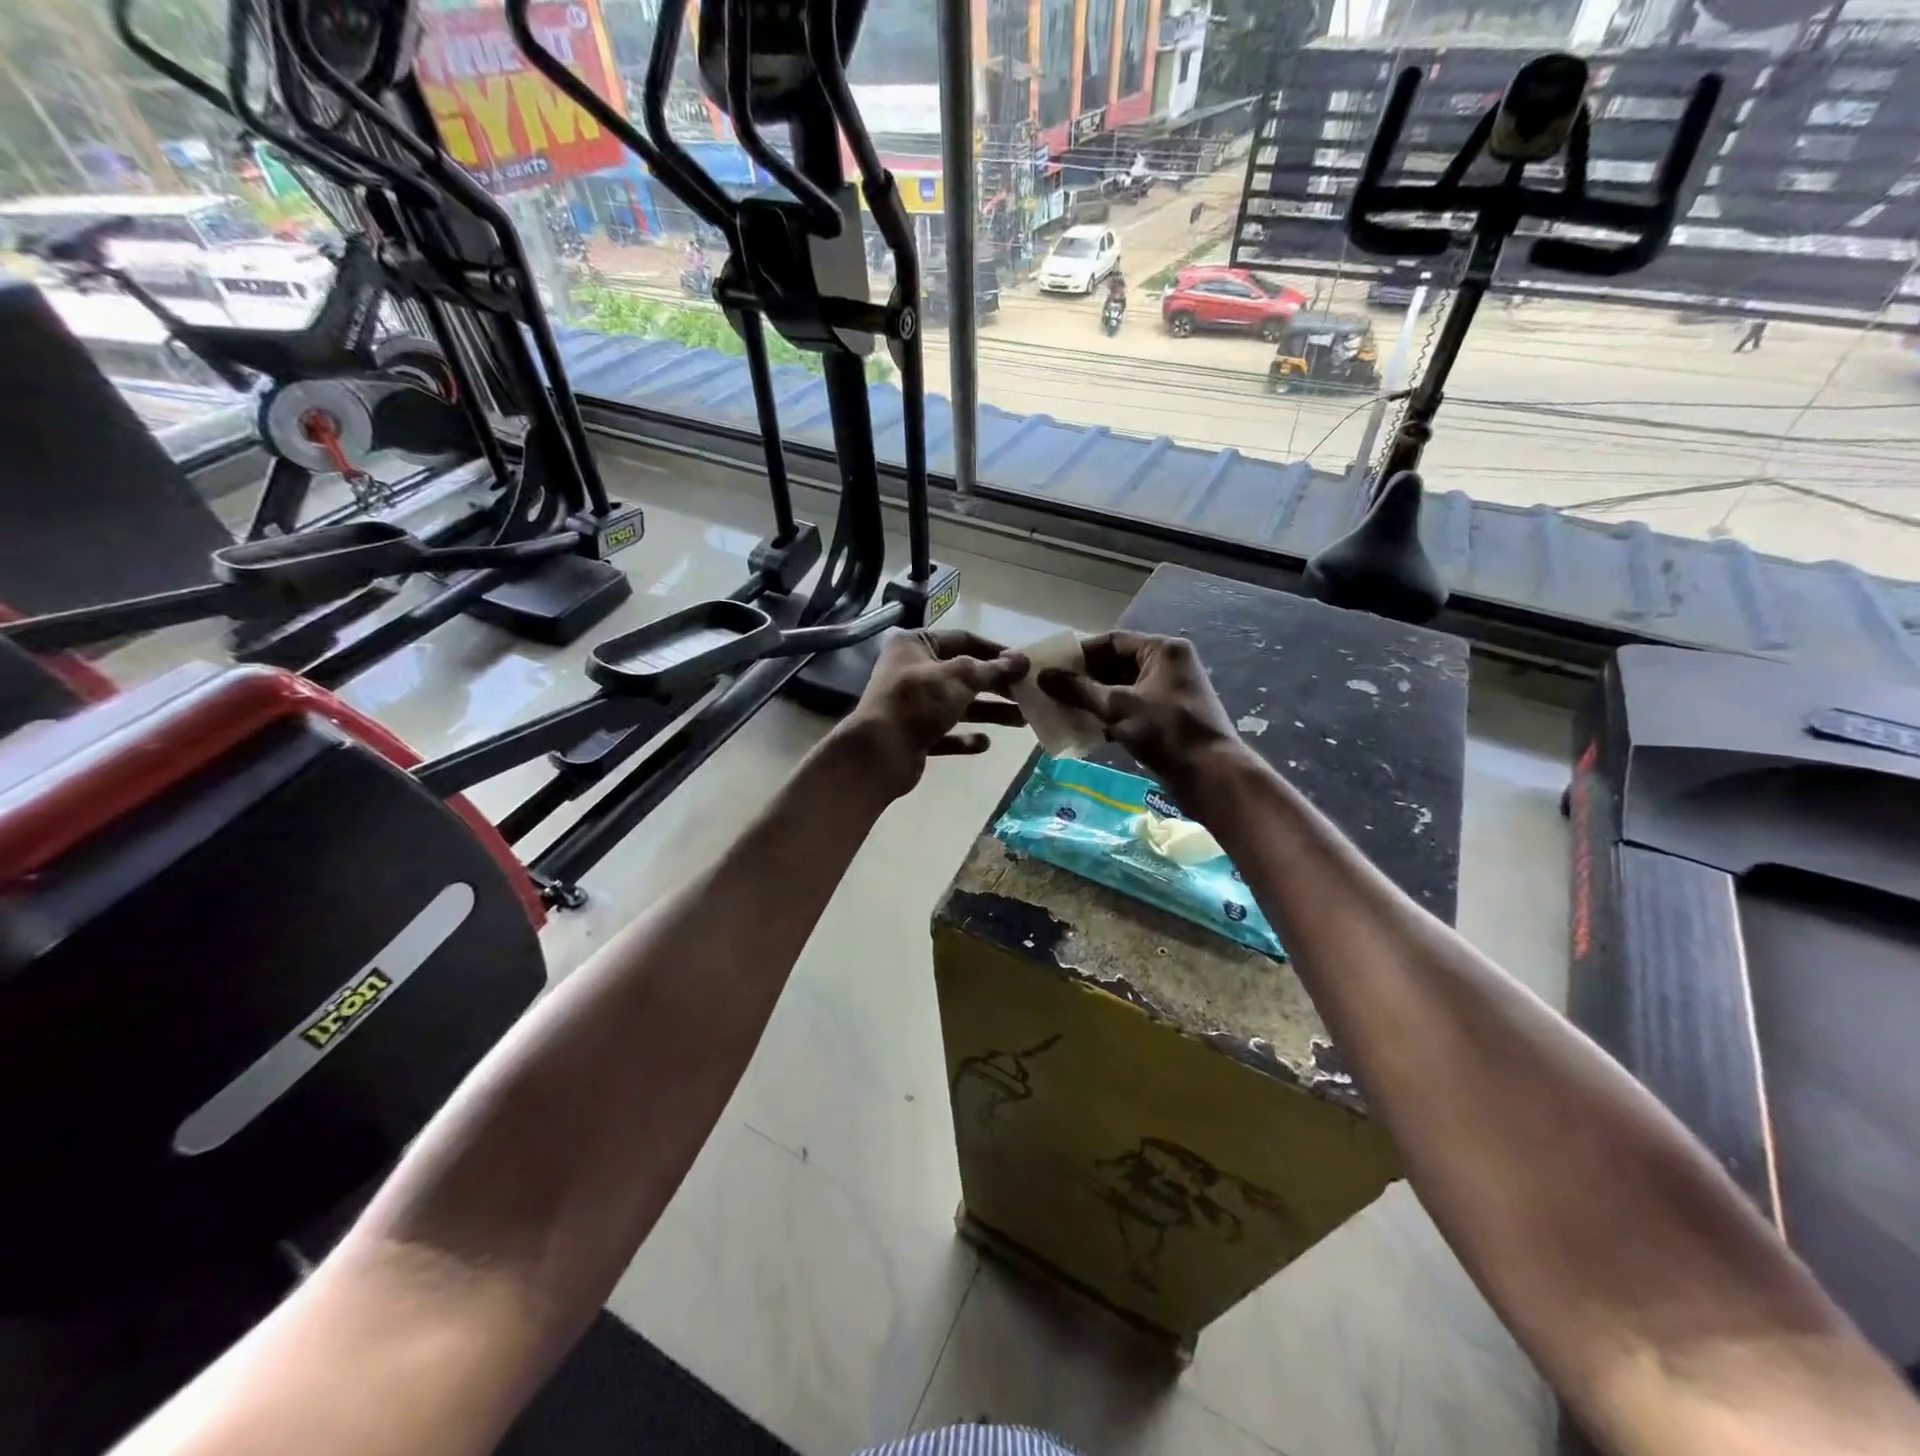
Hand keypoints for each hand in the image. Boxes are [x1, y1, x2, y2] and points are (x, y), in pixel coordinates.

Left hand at [837, 629, 1028, 795]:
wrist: (879, 753)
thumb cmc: (918, 702)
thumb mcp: (960, 678)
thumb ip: (993, 669)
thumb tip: (1023, 660)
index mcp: (915, 645)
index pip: (963, 640)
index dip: (995, 651)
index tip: (1024, 664)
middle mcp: (912, 671)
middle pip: (963, 675)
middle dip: (997, 686)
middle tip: (1028, 695)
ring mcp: (912, 705)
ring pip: (958, 706)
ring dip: (989, 712)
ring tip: (1022, 721)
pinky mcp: (914, 736)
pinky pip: (946, 734)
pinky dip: (965, 738)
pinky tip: (985, 743)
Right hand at [1038, 631, 1248, 801]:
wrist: (1210, 774)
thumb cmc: (1165, 731)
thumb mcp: (1117, 707)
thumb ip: (1079, 690)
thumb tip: (1043, 676)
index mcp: (1162, 650)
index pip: (1112, 641)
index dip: (1080, 654)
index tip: (1053, 668)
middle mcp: (1168, 664)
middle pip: (1117, 664)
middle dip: (1085, 679)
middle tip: (1053, 692)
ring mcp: (1169, 692)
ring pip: (1123, 689)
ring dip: (1095, 699)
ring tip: (1063, 710)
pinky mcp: (1167, 717)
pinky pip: (1132, 708)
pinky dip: (1110, 716)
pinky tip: (1086, 729)